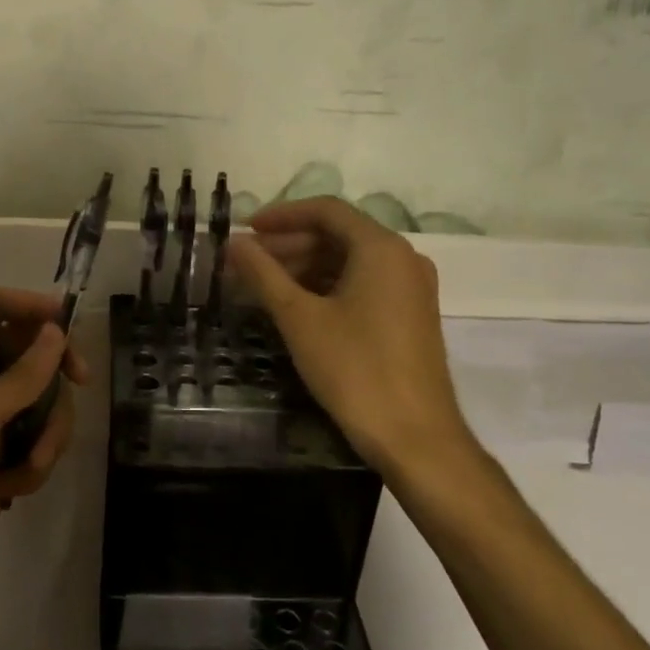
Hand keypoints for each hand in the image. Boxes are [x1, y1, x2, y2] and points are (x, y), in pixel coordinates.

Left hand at [0, 289, 87, 633]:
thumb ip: (21, 374)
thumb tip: (55, 330)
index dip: (29, 310)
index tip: (66, 324)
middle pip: (30, 355)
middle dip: (52, 383)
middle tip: (80, 384)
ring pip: (43, 401)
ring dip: (47, 433)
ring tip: (29, 467)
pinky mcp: (2, 457)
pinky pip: (39, 439)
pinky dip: (36, 462)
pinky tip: (15, 489)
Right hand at [228, 197, 471, 476]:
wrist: (416, 438)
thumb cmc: (355, 370)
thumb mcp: (299, 319)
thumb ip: (263, 274)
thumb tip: (233, 243)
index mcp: (381, 248)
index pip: (326, 210)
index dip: (281, 216)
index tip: (246, 230)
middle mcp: (403, 258)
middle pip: (338, 234)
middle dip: (289, 245)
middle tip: (247, 263)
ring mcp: (411, 288)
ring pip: (350, 261)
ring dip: (305, 267)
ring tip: (263, 286)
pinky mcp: (411, 315)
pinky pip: (364, 284)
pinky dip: (327, 287)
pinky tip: (296, 307)